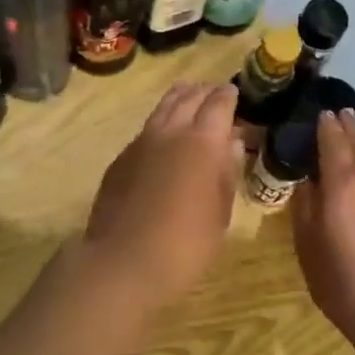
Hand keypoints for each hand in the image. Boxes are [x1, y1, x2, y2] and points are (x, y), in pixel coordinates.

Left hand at [84, 82, 242, 304]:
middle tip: (214, 92)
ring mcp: (140, 143)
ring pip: (162, 109)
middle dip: (204, 92)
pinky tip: (162, 134)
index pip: (218, 105)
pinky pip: (145, 130)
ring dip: (178, 99)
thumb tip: (231, 144)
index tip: (235, 92)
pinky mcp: (120, 160)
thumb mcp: (220, 214)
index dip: (228, 96)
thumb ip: (226, 174)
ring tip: (188, 95)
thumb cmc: (185, 244)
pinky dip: (159, 122)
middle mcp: (170, 132)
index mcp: (202, 142)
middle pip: (188, 99)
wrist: (123, 262)